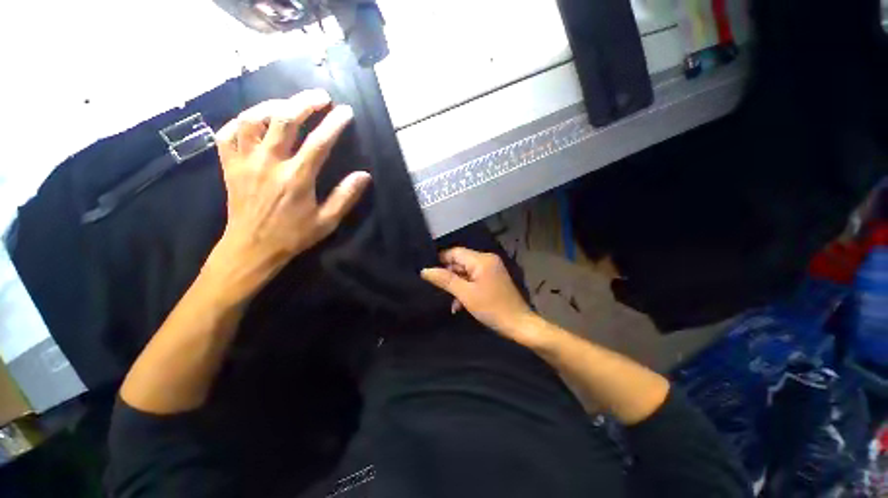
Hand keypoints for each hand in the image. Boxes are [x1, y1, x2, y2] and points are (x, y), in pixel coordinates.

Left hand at [204, 89, 371, 302]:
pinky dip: (241, 121)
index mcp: (296, 178)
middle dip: (305, 102)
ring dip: (272, 105)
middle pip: (284, 120)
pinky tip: (255, 120)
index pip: (319, 142)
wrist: (252, 247)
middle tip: (321, 96)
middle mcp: (269, 163)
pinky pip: (227, 133)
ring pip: (252, 119)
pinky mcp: (228, 165)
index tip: (345, 112)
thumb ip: (345, 196)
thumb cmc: (293, 235)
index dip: (334, 124)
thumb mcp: (327, 221)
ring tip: (288, 104)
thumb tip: (364, 175)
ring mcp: (245, 162)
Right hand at [420, 248, 536, 341]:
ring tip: (450, 301)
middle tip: (438, 289)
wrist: (519, 324)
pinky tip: (459, 303)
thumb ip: (445, 280)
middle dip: (449, 275)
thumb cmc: (492, 308)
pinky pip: (474, 278)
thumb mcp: (465, 294)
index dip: (440, 260)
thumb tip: (425, 270)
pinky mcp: (493, 278)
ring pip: (466, 271)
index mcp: (481, 259)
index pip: (455, 252)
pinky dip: (466, 287)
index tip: (429, 273)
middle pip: (461, 261)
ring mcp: (491, 268)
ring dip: (457, 284)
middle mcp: (487, 259)